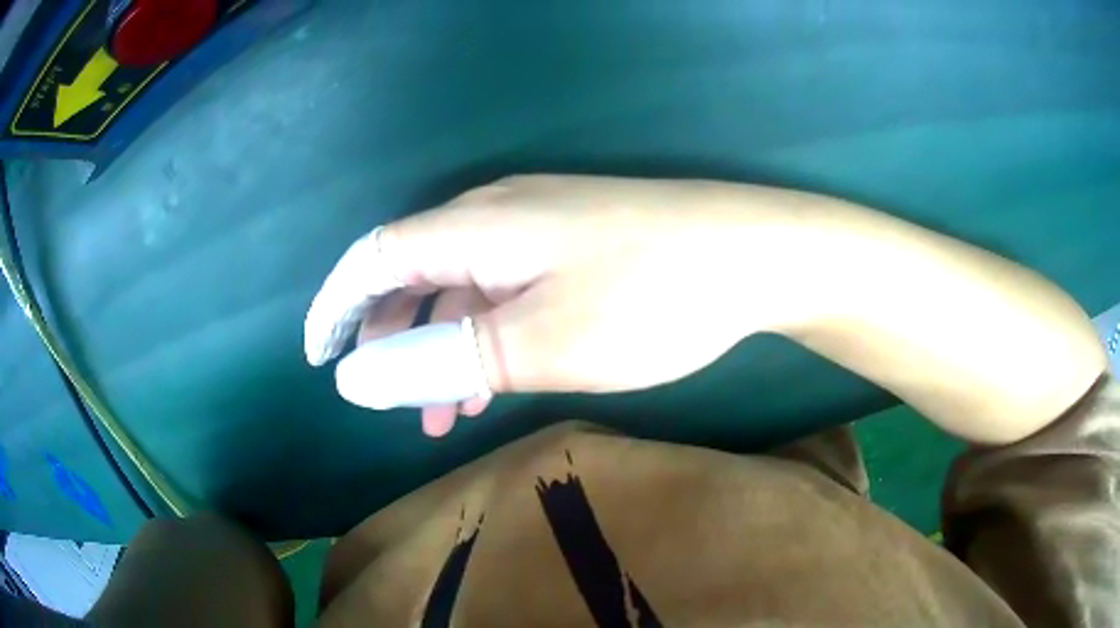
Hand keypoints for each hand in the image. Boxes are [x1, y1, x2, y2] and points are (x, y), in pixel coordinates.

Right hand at [303, 175, 793, 435]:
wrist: (751, 254)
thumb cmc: (649, 297)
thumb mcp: (536, 343)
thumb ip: (440, 359)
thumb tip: (353, 378)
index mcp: (473, 227)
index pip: (372, 259)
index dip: (337, 308)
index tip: (320, 359)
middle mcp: (495, 215)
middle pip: (411, 271)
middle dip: (391, 339)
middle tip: (392, 403)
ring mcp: (538, 225)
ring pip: (460, 286)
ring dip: (442, 346)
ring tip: (445, 413)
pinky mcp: (572, 242)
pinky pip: (502, 287)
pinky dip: (485, 334)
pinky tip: (497, 377)